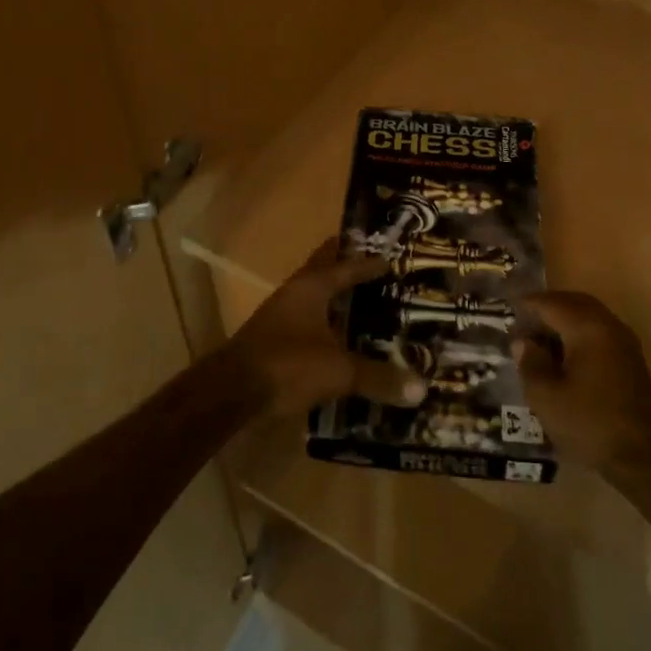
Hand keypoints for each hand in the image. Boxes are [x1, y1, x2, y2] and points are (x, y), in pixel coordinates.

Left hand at [222, 238, 425, 417]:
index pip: (344, 267)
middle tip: (368, 263)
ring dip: (331, 298)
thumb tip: (420, 388)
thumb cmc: (287, 365)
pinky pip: (304, 324)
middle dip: (342, 265)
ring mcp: (278, 317)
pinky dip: (322, 325)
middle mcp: (293, 295)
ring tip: (358, 303)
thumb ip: (378, 378)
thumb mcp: (339, 371)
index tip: (389, 258)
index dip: (367, 263)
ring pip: (311, 298)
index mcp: (310, 288)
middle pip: (321, 271)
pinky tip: (335, 341)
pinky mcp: (270, 342)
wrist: (230, 392)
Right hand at [517, 292, 650, 474]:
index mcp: (588, 329)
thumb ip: (530, 363)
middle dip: (548, 306)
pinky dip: (579, 332)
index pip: (552, 304)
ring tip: (539, 336)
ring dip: (564, 319)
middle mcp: (609, 326)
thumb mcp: (546, 397)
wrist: (645, 459)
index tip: (507, 308)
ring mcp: (624, 343)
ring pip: (589, 316)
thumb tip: (523, 342)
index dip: (527, 304)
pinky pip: (600, 331)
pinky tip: (564, 354)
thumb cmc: (590, 424)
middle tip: (523, 318)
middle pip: (574, 303)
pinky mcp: (631, 361)